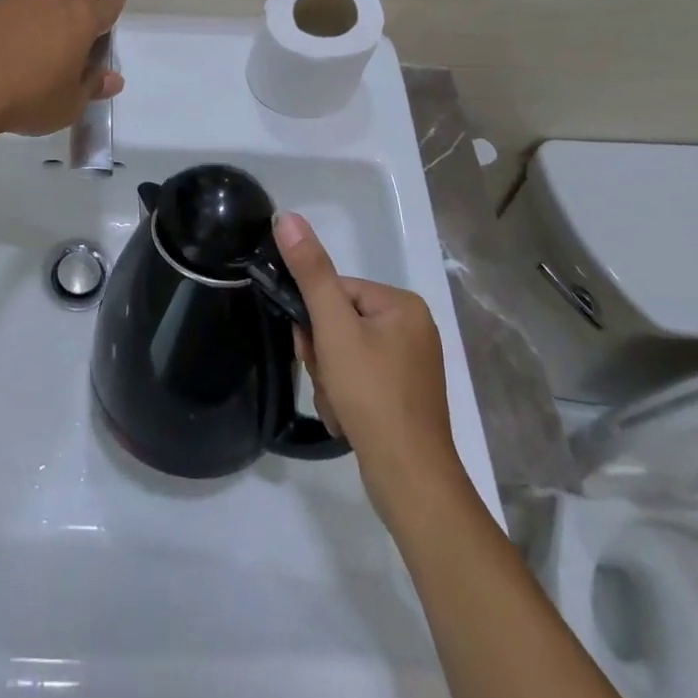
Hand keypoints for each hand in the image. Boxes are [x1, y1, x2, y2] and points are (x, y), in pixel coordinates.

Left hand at [0, 0, 125, 137]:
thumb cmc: (30, 97)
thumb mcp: (69, 103)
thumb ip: (92, 86)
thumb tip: (114, 79)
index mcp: (82, 23)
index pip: (107, 6)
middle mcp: (54, 3)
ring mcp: (19, 1)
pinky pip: (15, 5)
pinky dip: (24, 10)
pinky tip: (18, 20)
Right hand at [276, 213, 465, 525]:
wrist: (410, 480)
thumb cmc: (372, 394)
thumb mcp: (334, 328)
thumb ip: (309, 271)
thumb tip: (286, 216)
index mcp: (402, 304)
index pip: (335, 291)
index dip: (315, 320)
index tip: (314, 350)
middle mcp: (412, 328)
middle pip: (338, 322)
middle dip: (323, 354)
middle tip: (329, 381)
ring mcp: (410, 364)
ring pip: (343, 353)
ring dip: (330, 378)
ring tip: (339, 405)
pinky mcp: (403, 395)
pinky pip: (358, 379)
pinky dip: (345, 397)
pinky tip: (348, 419)